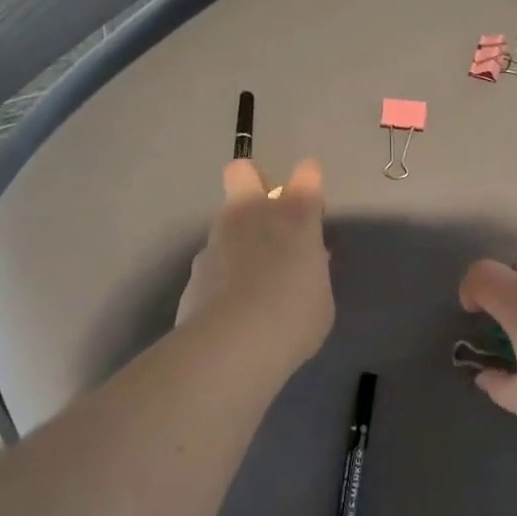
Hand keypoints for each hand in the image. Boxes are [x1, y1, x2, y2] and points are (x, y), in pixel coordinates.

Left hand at [178, 159, 334, 375]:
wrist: (233, 344)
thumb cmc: (294, 318)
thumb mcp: (320, 298)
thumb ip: (312, 272)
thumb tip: (304, 263)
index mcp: (295, 218)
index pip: (306, 176)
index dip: (309, 180)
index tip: (312, 201)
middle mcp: (253, 215)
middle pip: (243, 171)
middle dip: (253, 181)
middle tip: (266, 213)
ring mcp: (218, 238)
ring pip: (225, 219)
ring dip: (239, 237)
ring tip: (251, 278)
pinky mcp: (196, 267)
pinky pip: (214, 259)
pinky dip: (223, 273)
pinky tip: (230, 305)